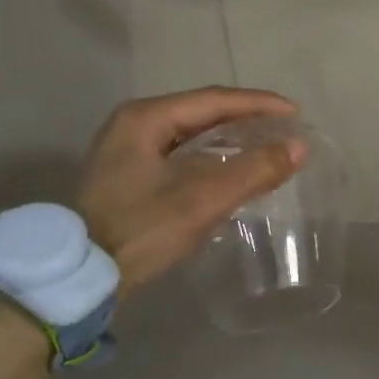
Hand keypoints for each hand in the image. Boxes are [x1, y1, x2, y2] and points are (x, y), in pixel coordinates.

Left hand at [77, 87, 304, 294]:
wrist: (80, 278)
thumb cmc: (140, 231)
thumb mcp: (201, 200)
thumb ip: (252, 171)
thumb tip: (299, 147)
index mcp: (145, 118)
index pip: (213, 99)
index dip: (258, 104)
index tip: (295, 113)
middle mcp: (134, 124)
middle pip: (201, 112)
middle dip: (245, 119)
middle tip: (283, 129)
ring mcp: (127, 149)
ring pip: (191, 133)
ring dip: (229, 139)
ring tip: (265, 146)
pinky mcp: (128, 175)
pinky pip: (180, 153)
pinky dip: (210, 157)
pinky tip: (231, 170)